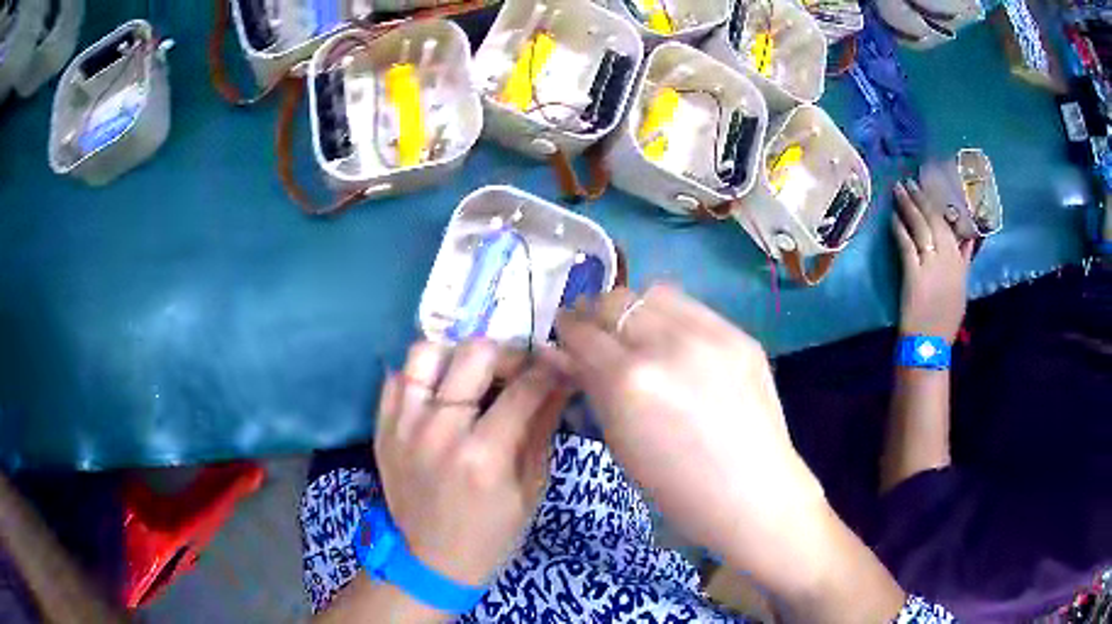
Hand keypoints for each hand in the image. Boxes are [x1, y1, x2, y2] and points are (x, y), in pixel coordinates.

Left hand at [374, 340, 567, 586]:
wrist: (431, 560)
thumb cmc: (492, 533)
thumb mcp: (531, 489)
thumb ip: (542, 429)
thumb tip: (561, 382)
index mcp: (483, 456)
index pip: (524, 388)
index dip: (549, 369)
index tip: (559, 366)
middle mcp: (438, 431)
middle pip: (474, 354)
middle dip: (507, 354)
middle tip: (516, 371)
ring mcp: (404, 426)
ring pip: (426, 353)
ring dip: (456, 356)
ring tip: (471, 376)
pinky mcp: (383, 428)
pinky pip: (397, 377)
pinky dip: (421, 374)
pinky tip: (439, 392)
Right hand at [548, 286, 826, 591]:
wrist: (751, 493)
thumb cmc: (676, 487)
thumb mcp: (620, 442)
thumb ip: (591, 387)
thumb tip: (560, 353)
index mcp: (631, 381)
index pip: (583, 333)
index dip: (566, 331)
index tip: (563, 335)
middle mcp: (668, 345)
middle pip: (616, 301)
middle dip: (595, 312)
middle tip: (594, 330)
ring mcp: (711, 334)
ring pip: (654, 293)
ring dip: (633, 308)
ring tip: (633, 329)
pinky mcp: (739, 334)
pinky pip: (691, 308)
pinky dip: (669, 316)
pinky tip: (672, 340)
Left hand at [892, 180, 974, 341]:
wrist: (930, 344)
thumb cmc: (945, 318)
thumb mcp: (961, 287)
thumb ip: (964, 261)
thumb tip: (969, 238)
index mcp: (960, 263)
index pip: (952, 226)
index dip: (941, 204)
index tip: (932, 187)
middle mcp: (949, 259)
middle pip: (935, 221)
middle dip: (922, 198)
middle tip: (910, 181)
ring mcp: (932, 266)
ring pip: (921, 227)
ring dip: (909, 206)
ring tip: (899, 189)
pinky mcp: (915, 274)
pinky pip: (907, 244)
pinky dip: (900, 228)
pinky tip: (894, 216)